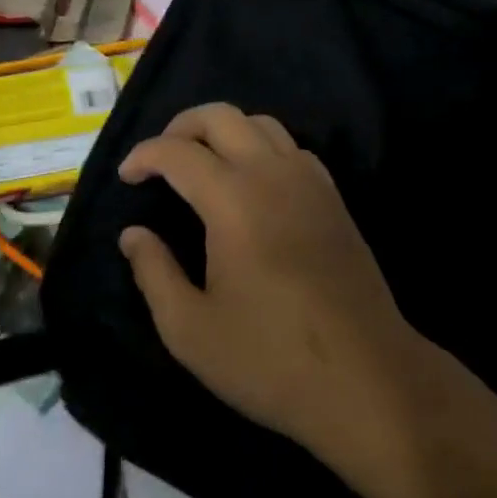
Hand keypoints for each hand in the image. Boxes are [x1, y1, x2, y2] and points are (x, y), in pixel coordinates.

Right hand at [118, 104, 423, 458]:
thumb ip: (153, 273)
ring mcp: (309, 181)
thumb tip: (133, 234)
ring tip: (201, 162)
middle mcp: (271, 173)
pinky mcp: (333, 197)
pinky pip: (290, 146)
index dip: (144, 155)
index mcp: (233, 199)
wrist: (370, 382)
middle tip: (159, 158)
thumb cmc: (272, 360)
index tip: (126, 176)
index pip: (177, 152)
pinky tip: (251, 182)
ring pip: (259, 123)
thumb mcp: (191, 331)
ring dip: (222, 130)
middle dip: (180, 126)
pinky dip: (260, 146)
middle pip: (220, 116)